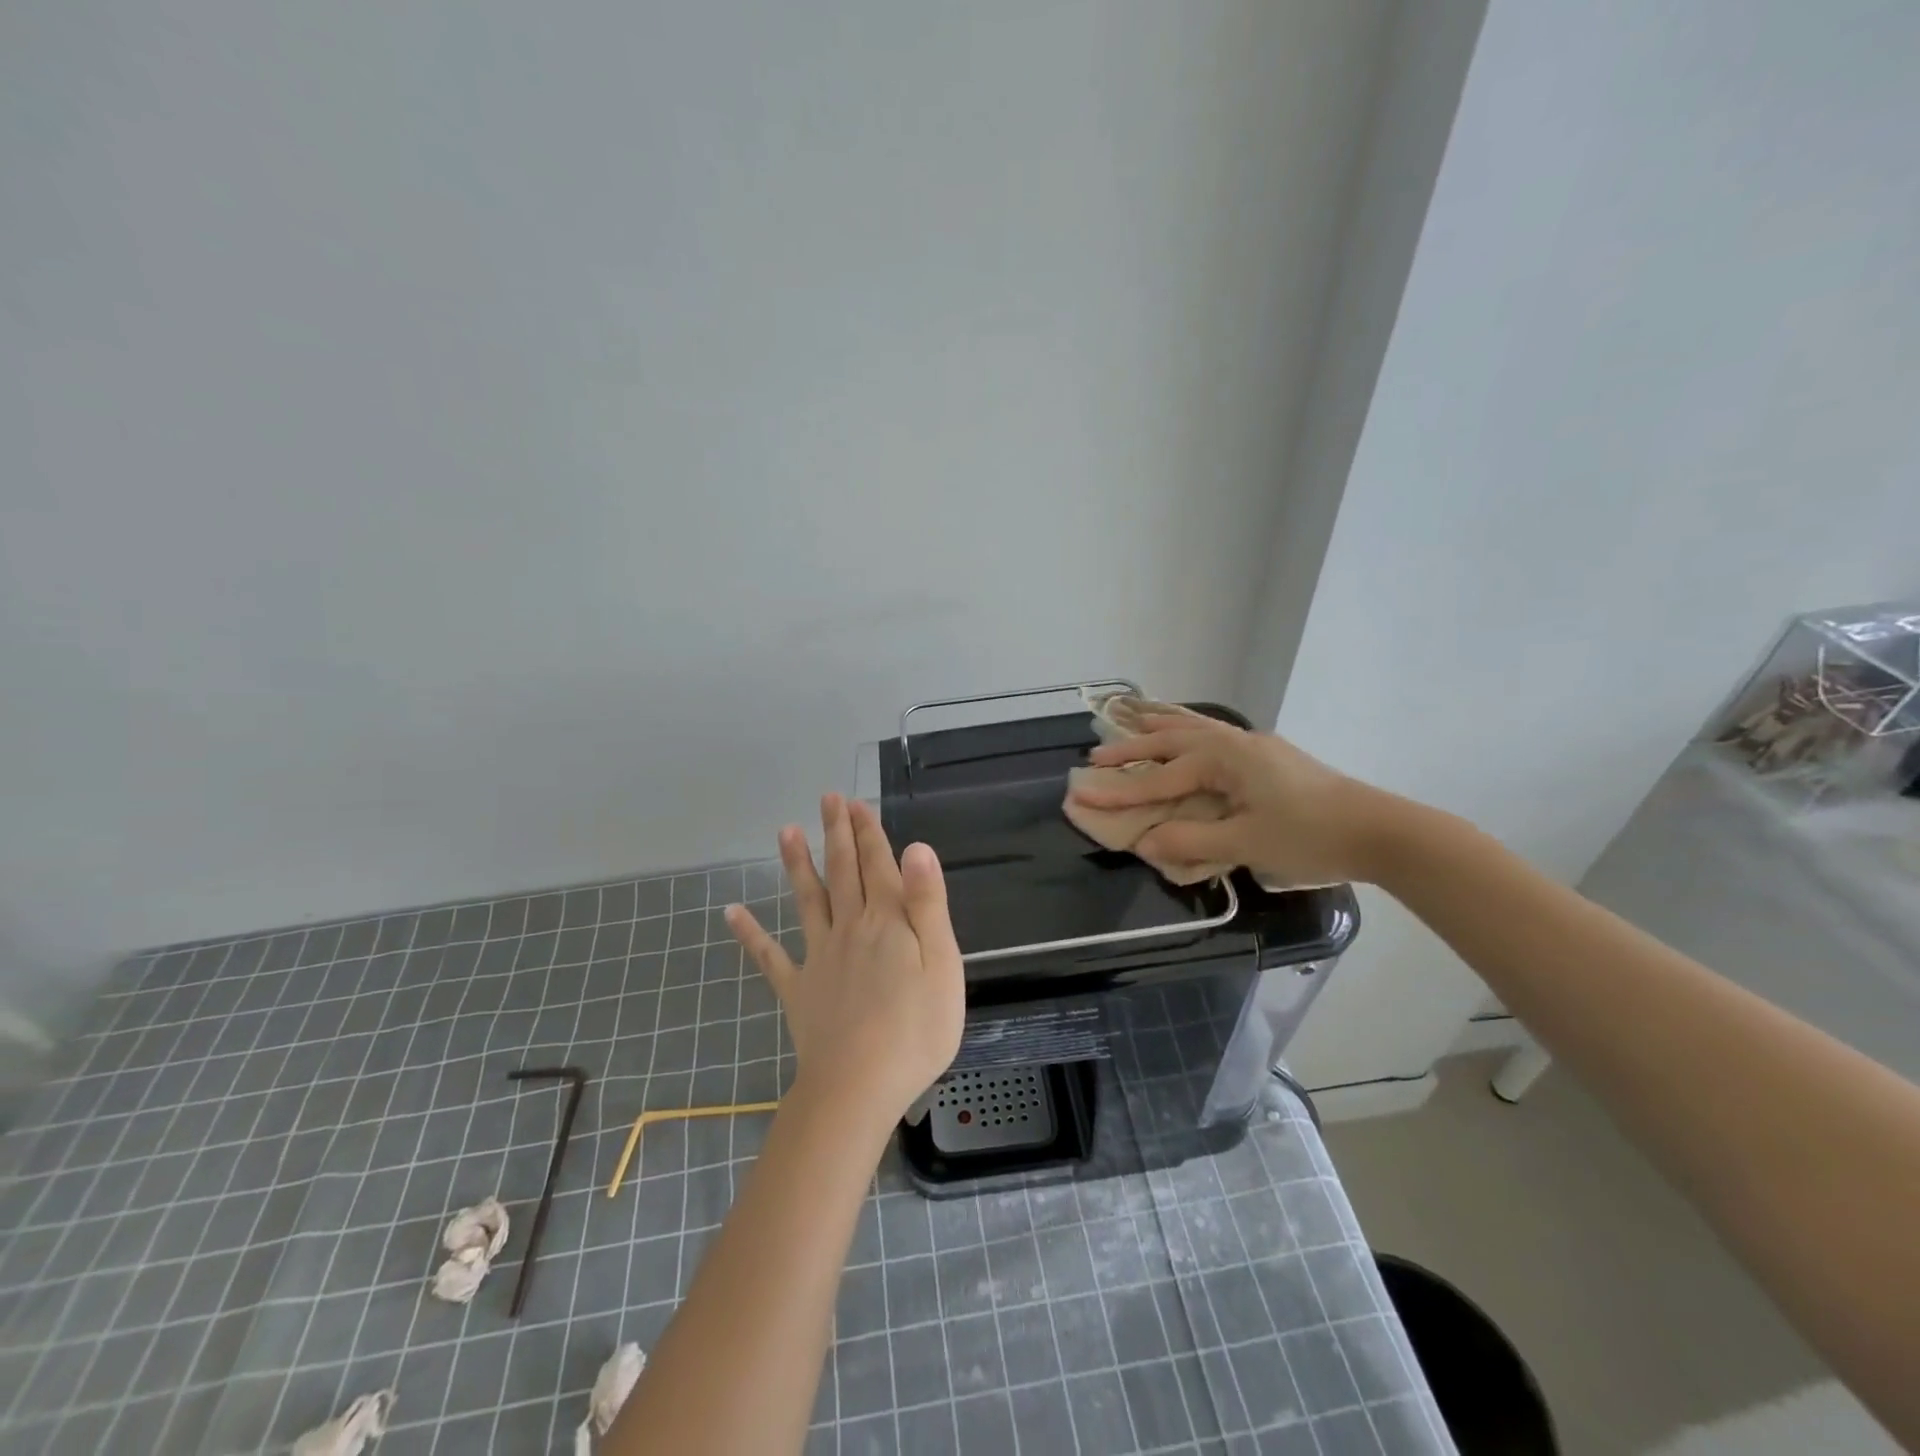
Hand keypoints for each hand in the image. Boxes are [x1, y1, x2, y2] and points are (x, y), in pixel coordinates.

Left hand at [724, 794, 964, 1127]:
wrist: (859, 1087)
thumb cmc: (915, 1029)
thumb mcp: (942, 964)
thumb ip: (927, 904)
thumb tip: (916, 848)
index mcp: (888, 922)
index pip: (879, 866)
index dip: (869, 832)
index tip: (856, 803)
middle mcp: (849, 928)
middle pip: (843, 872)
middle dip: (837, 833)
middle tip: (827, 798)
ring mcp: (819, 958)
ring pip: (807, 900)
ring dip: (797, 865)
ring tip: (785, 831)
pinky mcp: (798, 990)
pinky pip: (770, 957)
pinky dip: (750, 935)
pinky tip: (731, 913)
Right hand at [1069, 714, 1391, 886]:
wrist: (1379, 830)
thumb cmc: (1311, 836)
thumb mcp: (1247, 844)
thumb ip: (1192, 841)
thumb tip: (1144, 842)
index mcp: (1225, 760)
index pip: (1160, 779)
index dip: (1121, 792)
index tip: (1084, 796)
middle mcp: (1235, 744)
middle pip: (1171, 741)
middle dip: (1132, 749)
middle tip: (1096, 756)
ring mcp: (1254, 748)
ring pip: (1194, 730)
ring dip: (1160, 728)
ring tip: (1132, 719)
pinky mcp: (1268, 759)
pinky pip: (1214, 736)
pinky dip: (1189, 731)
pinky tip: (1187, 733)